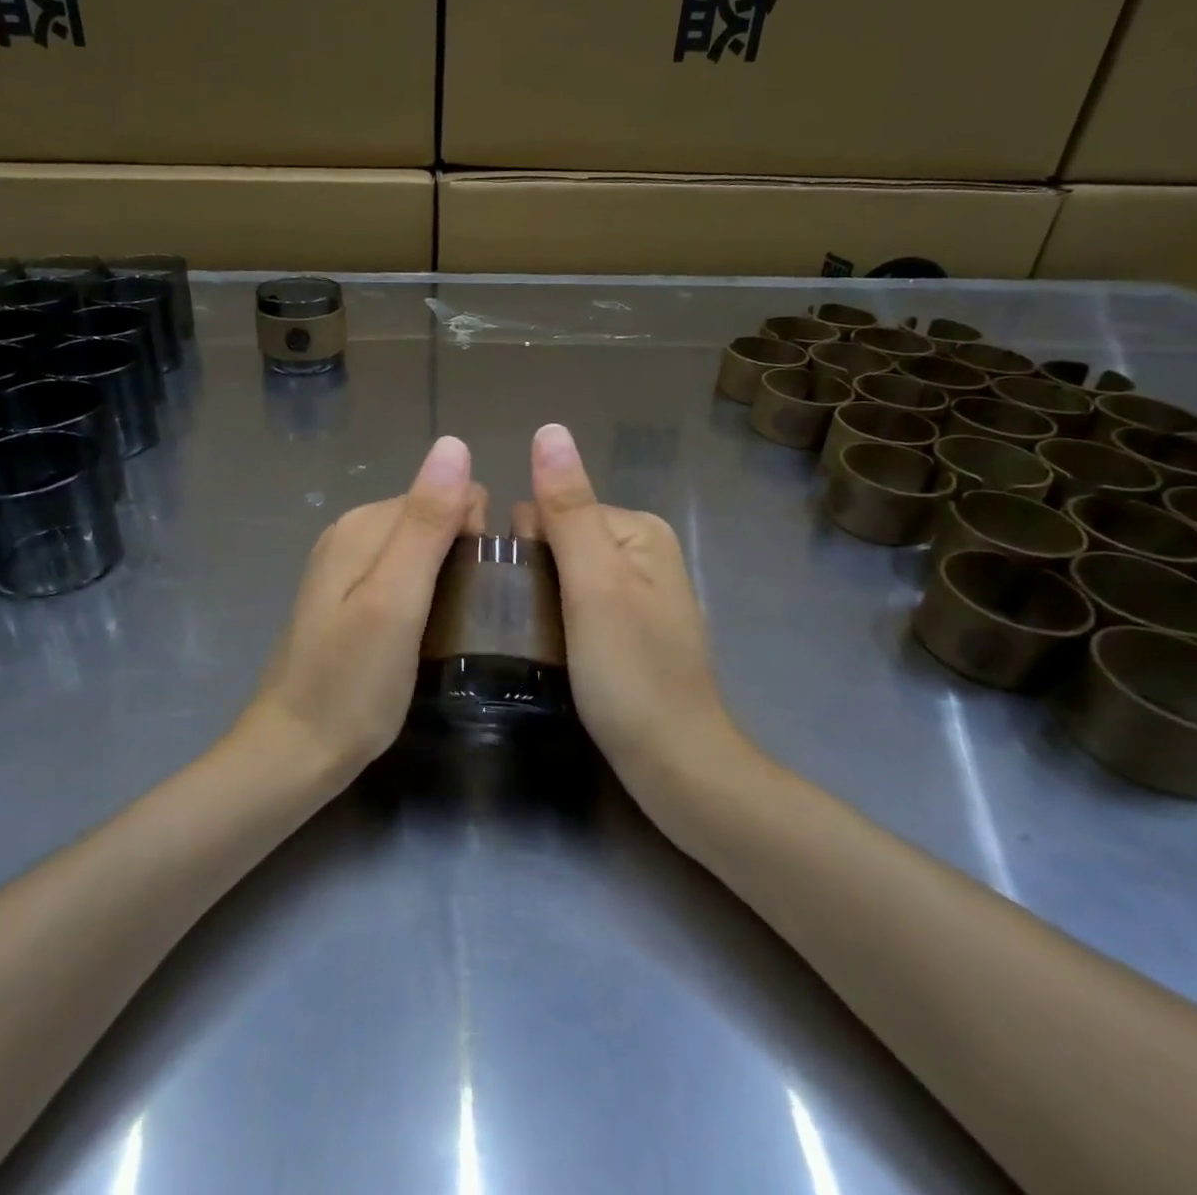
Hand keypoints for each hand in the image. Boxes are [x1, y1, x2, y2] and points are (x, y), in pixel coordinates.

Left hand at [243, 436, 483, 778]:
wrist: (294, 751)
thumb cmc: (353, 683)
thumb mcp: (397, 600)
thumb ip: (426, 522)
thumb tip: (454, 443)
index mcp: (363, 524)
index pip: (447, 494)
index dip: (472, 536)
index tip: (471, 591)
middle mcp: (351, 533)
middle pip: (432, 519)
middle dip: (459, 555)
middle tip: (460, 617)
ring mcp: (345, 568)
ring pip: (421, 550)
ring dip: (444, 579)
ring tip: (446, 629)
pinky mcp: (347, 599)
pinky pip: (402, 577)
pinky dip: (424, 596)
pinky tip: (423, 634)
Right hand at [527, 423, 740, 776]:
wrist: (676, 766)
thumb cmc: (630, 672)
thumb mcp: (593, 584)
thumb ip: (568, 508)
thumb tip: (549, 429)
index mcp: (637, 528)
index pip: (549, 509)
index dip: (525, 550)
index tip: (520, 599)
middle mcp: (641, 549)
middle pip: (555, 539)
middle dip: (533, 576)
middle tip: (531, 627)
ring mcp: (638, 591)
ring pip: (561, 575)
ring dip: (540, 602)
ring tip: (537, 644)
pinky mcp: (629, 626)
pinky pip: (576, 603)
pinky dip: (557, 621)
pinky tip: (554, 652)